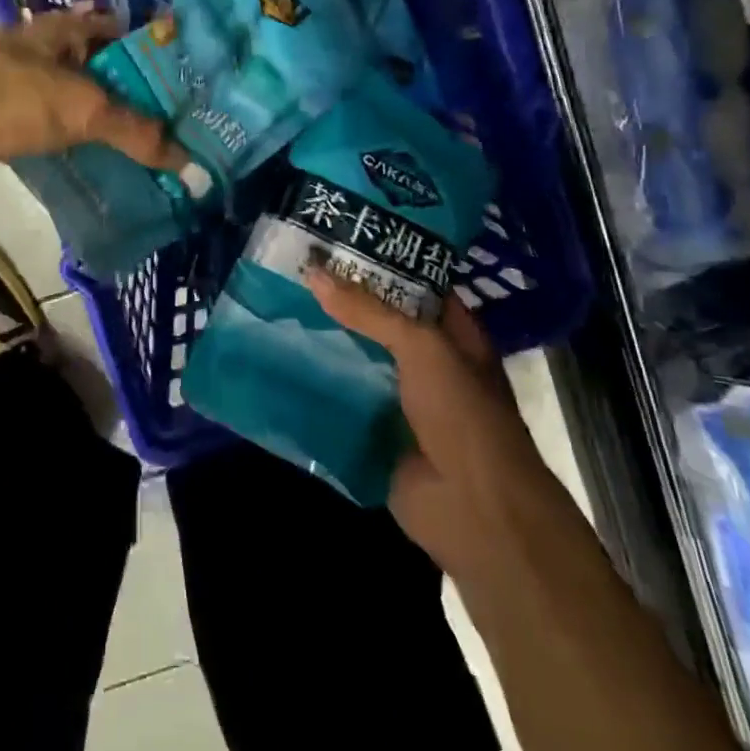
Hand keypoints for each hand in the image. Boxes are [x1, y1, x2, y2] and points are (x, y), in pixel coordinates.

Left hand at [0, 11, 186, 185]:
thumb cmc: (6, 94)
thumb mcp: (81, 107)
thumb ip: (136, 131)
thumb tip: (189, 160)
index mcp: (72, 31)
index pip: (134, 39)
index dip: (167, 62)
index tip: (200, 95)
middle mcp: (55, 54)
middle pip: (113, 77)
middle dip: (146, 105)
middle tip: (187, 138)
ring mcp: (32, 89)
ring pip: (88, 109)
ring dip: (116, 133)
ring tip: (159, 162)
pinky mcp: (14, 123)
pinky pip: (63, 136)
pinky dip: (85, 151)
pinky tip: (111, 174)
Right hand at [305, 270, 531, 579]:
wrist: (474, 511)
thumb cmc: (463, 415)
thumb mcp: (422, 347)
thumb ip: (369, 311)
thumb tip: (315, 273)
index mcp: (452, 333)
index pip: (413, 284)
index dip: (380, 262)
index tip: (334, 239)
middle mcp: (427, 361)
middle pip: (378, 321)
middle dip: (341, 301)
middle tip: (292, 270)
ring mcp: (400, 399)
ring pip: (356, 359)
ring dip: (324, 342)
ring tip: (275, 307)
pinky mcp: (375, 432)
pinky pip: (341, 401)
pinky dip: (315, 386)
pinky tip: (276, 362)